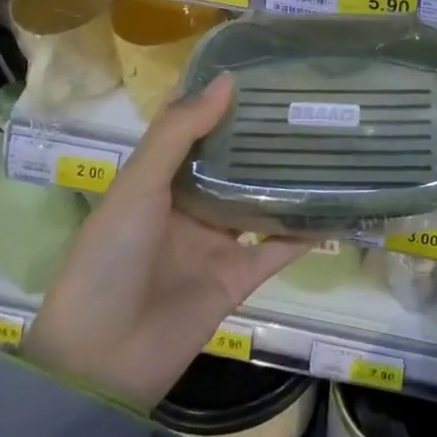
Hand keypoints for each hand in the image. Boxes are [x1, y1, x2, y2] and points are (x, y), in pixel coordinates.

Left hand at [21, 76, 307, 408]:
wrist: (101, 361)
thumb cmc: (110, 259)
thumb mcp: (136, 186)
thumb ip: (179, 133)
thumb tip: (229, 80)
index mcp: (161, 181)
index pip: (200, 131)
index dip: (227, 104)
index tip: (268, 74)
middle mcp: (191, 206)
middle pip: (235, 164)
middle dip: (265, 139)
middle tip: (311, 104)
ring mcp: (216, 243)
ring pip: (260, 202)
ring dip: (289, 181)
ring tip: (330, 145)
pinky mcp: (238, 279)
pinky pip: (277, 250)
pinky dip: (305, 233)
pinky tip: (336, 210)